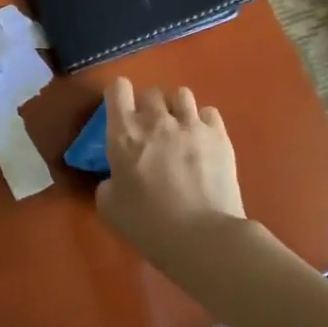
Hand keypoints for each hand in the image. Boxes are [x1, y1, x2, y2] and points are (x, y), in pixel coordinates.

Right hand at [95, 79, 249, 269]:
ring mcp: (190, 124)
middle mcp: (156, 120)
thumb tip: (117, 177)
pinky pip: (209, 112)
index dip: (118, 96)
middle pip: (151, 92)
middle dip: (149, 107)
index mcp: (124, 133)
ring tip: (180, 130)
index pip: (117, 89)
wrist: (202, 237)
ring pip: (181, 95)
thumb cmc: (148, 224)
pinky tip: (203, 141)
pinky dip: (203, 122)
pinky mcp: (218, 135)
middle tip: (152, 132)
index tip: (120, 112)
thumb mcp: (109, 207)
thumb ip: (108, 182)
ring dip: (177, 109)